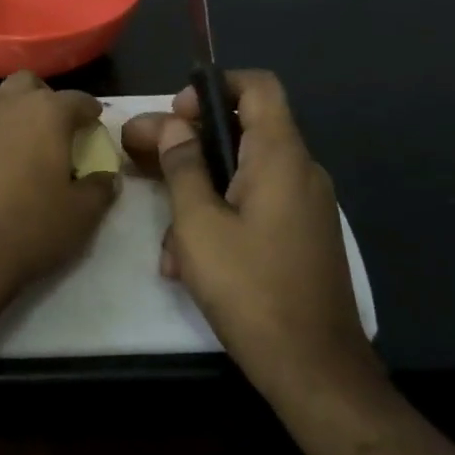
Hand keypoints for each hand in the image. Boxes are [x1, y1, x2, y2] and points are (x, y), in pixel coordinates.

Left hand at [0, 71, 117, 322]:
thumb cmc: (29, 229)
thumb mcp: (81, 215)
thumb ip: (100, 188)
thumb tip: (106, 176)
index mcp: (46, 113)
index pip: (77, 99)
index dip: (90, 111)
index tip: (95, 124)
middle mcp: (6, 106)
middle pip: (28, 84)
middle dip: (45, 99)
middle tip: (55, 129)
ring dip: (12, 115)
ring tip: (22, 147)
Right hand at [122, 70, 378, 396]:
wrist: (314, 368)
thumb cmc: (250, 288)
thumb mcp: (198, 225)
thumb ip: (183, 167)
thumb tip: (173, 126)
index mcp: (280, 157)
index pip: (257, 87)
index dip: (212, 88)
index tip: (175, 116)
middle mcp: (299, 171)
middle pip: (241, 131)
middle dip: (187, 144)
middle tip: (140, 157)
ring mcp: (303, 206)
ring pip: (240, 175)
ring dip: (196, 191)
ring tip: (163, 235)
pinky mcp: (300, 236)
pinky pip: (254, 207)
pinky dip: (219, 217)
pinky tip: (187, 260)